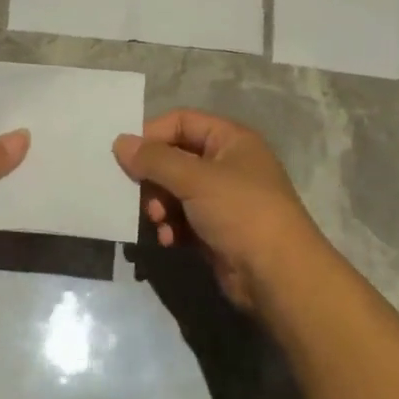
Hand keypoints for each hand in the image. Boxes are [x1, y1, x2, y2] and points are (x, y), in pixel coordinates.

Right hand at [114, 109, 324, 309]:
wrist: (278, 276)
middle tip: (140, 195)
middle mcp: (227, 165)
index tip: (126, 156)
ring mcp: (222, 200)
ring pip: (175, 191)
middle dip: (154, 178)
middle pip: (175, 158)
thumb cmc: (241, 212)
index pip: (181, 122)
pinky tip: (169, 240)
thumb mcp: (195, 179)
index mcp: (231, 140)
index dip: (152, 134)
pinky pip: (182, 219)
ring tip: (157, 221)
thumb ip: (154, 159)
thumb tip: (120, 142)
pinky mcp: (216, 230)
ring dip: (159, 205)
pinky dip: (171, 227)